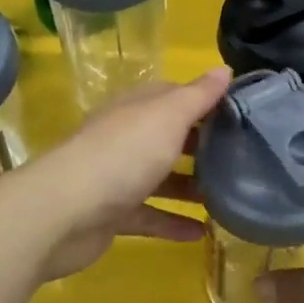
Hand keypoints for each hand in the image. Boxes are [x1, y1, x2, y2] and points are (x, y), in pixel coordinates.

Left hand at [24, 68, 230, 280]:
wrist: (63, 213)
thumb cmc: (123, 154)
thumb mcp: (168, 116)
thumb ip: (198, 95)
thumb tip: (225, 69)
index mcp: (137, 108)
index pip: (175, 96)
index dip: (206, 101)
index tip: (240, 113)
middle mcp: (126, 137)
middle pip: (168, 136)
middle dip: (201, 145)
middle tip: (240, 156)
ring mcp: (116, 176)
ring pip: (160, 177)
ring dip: (190, 186)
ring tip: (227, 196)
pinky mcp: (111, 214)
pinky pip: (149, 215)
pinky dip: (172, 222)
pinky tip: (201, 233)